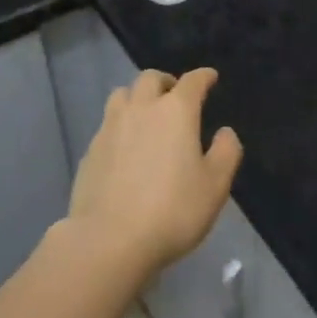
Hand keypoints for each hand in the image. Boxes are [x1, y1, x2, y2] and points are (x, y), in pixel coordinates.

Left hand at [67, 68, 241, 277]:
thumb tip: (225, 132)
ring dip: (137, 97)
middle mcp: (141, 109)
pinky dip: (120, 126)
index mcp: (176, 111)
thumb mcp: (215, 186)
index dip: (204, 76)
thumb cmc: (172, 210)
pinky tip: (124, 147)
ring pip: (122, 95)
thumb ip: (226, 152)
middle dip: (166, 81)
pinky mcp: (90, 151)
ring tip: (146, 114)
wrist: (109, 241)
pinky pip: (107, 125)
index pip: (192, 81)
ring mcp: (110, 128)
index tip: (210, 77)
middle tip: (175, 95)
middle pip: (150, 78)